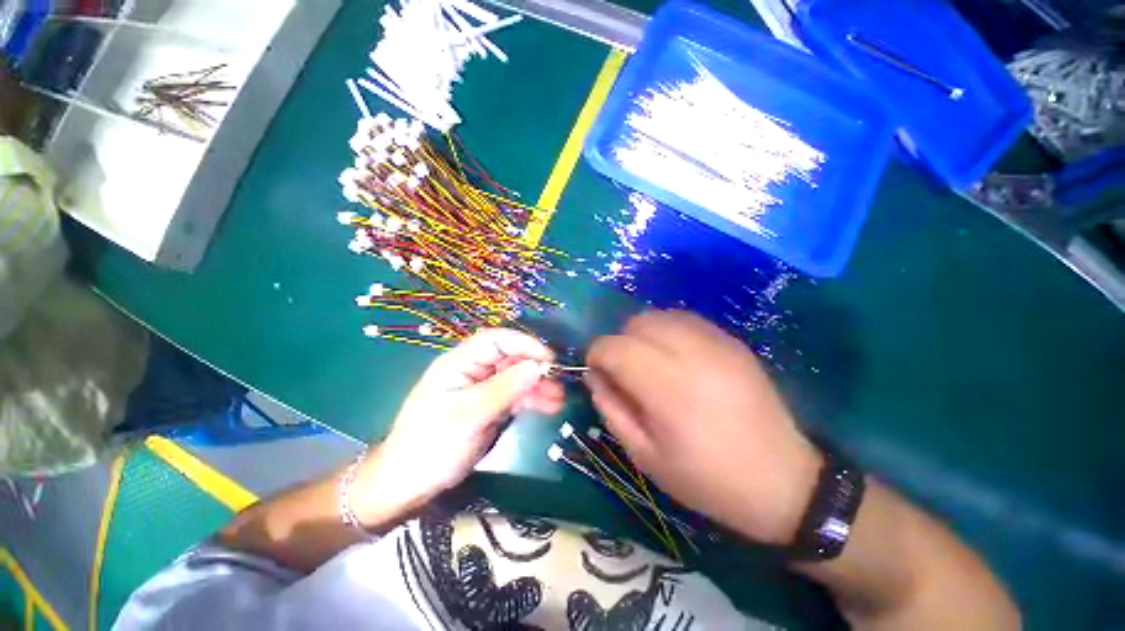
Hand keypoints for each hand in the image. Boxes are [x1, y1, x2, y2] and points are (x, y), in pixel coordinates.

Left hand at [353, 329, 564, 522]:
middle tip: (559, 381)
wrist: (411, 483)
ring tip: (559, 398)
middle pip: (510, 358)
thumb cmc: (433, 444)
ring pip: (516, 377)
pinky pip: (515, 395)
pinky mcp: (490, 405)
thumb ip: (504, 388)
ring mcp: (483, 388)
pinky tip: (549, 406)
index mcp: (460, 362)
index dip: (524, 343)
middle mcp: (473, 370)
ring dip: (538, 385)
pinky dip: (532, 399)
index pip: (496, 340)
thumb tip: (538, 366)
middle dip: (535, 367)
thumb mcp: (469, 415)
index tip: (549, 359)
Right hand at [586, 311, 821, 544]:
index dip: (596, 354)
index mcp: (667, 388)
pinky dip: (668, 331)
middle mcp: (691, 354)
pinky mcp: (732, 341)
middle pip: (636, 323)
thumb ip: (611, 408)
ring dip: (643, 334)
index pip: (614, 347)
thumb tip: (593, 374)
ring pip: (660, 315)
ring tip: (649, 362)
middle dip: (619, 342)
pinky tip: (675, 357)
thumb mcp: (645, 455)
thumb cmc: (707, 479)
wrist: (784, 481)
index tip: (597, 372)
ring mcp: (716, 343)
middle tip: (625, 371)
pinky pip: (685, 319)